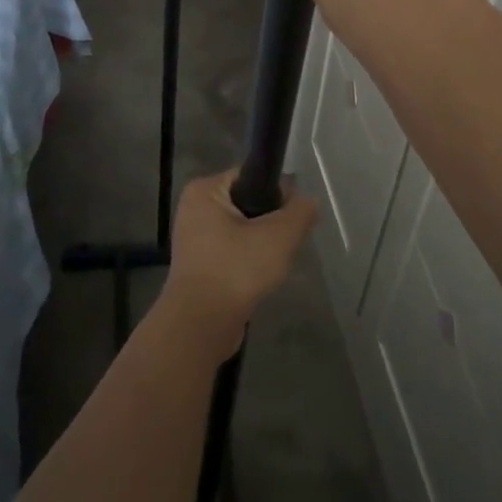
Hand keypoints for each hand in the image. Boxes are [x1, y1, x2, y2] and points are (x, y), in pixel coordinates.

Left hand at [161, 170, 317, 357]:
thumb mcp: (279, 235)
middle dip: (271, 222)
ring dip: (261, 245)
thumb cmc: (236, 269)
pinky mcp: (198, 266)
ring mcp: (193, 240)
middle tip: (286, 243)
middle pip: (247, 204)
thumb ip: (300, 212)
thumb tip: (307, 201)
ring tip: (274, 263)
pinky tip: (260, 278)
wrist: (201, 325)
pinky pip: (232, 253)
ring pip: (242, 231)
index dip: (277, 192)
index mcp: (204, 190)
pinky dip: (248, 262)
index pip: (251, 176)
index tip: (294, 215)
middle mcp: (194, 209)